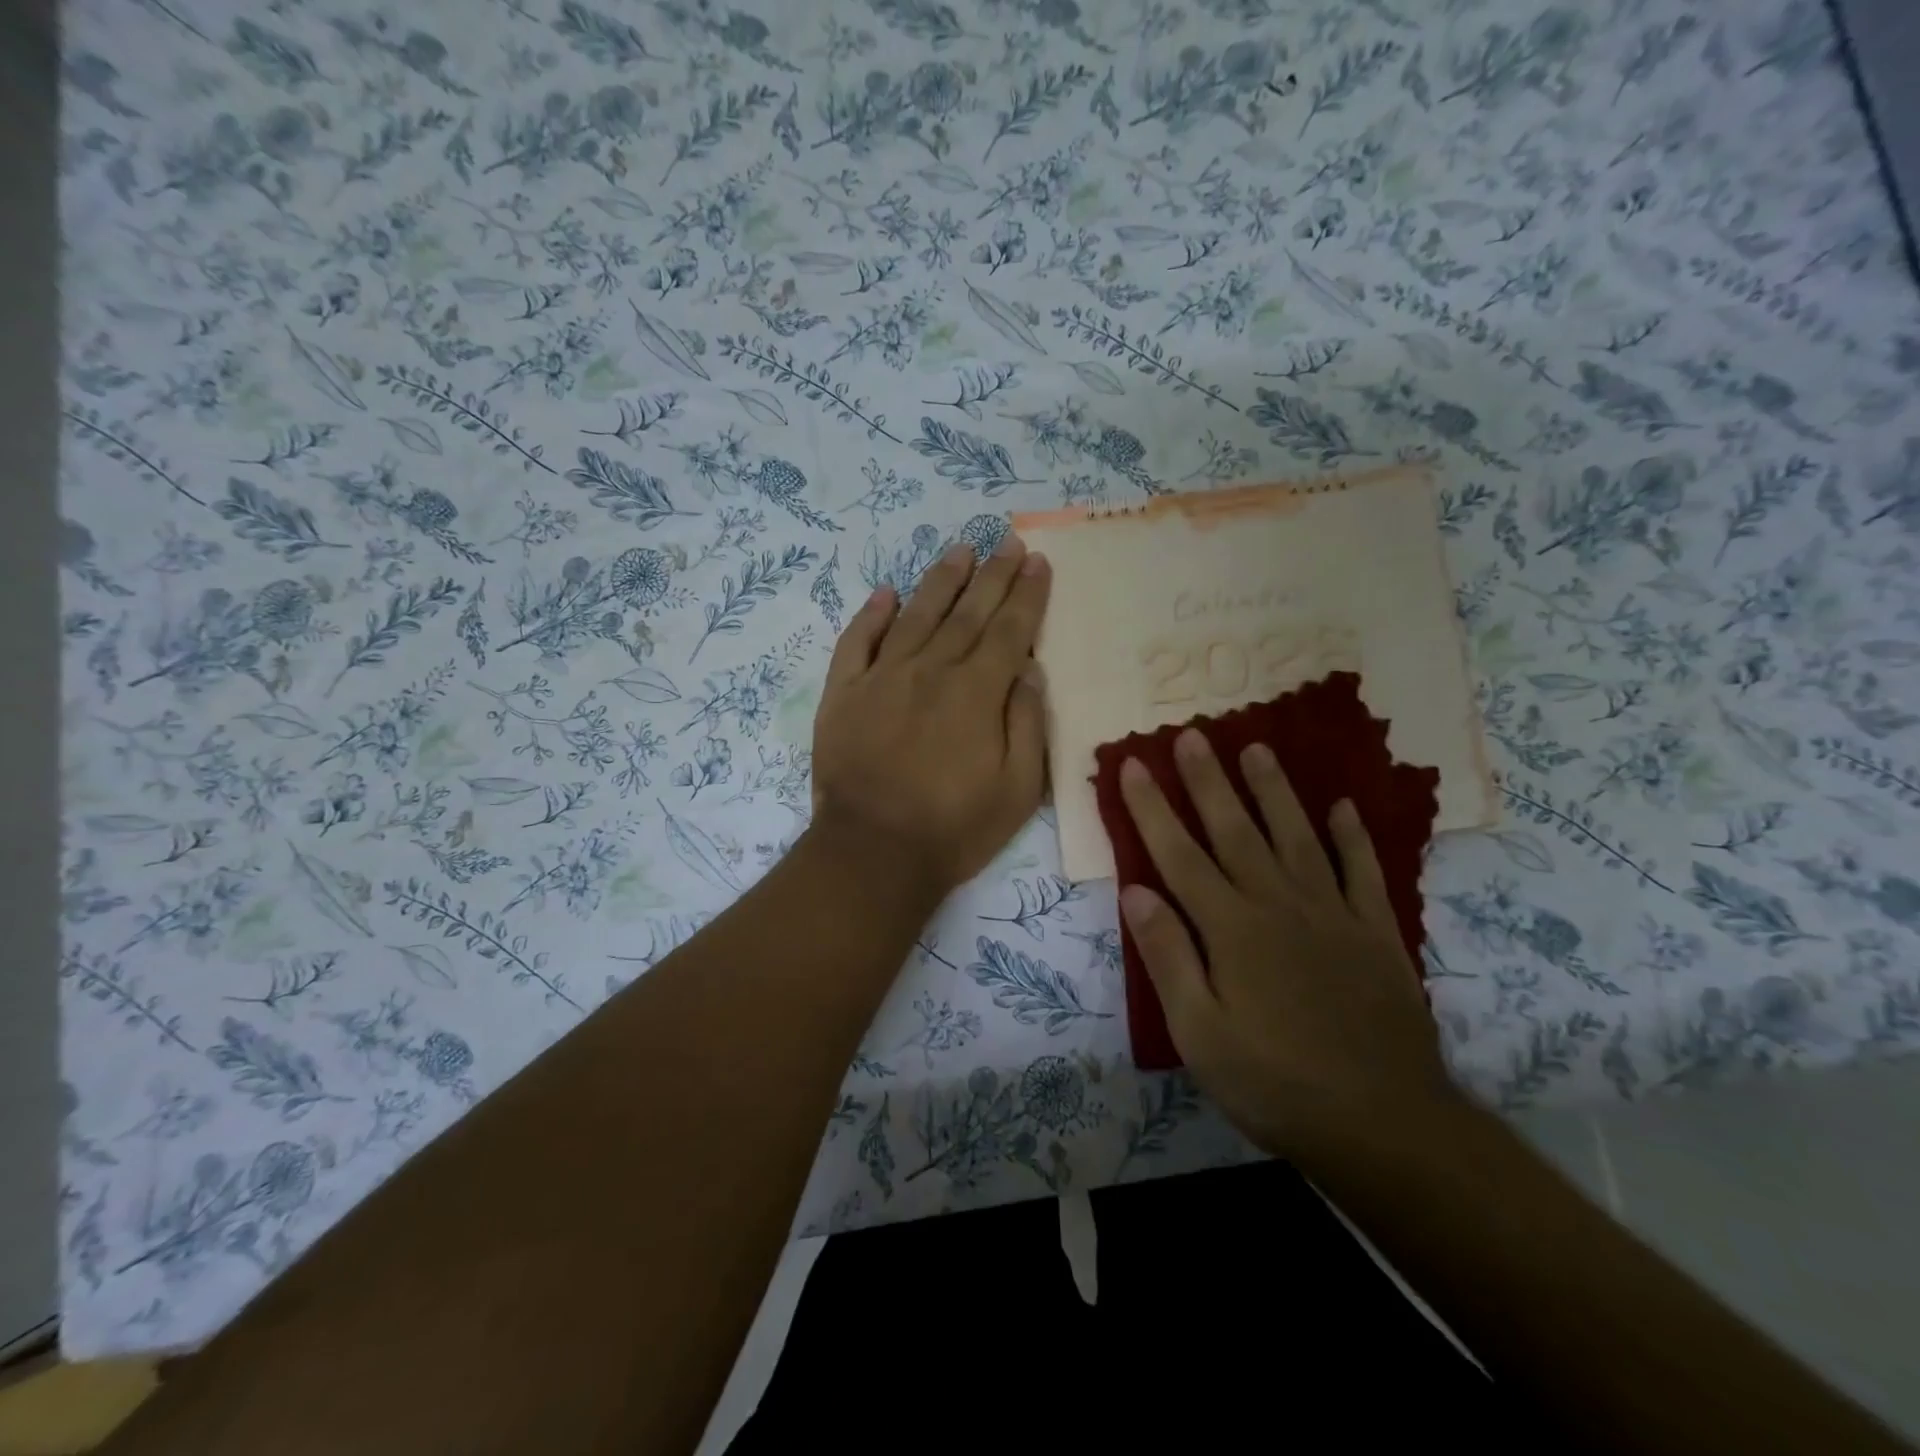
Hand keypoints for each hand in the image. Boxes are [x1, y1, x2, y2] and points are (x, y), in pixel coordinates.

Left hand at [810, 535, 1050, 901]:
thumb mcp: (1018, 789)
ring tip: (960, 550)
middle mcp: (931, 671)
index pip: (1009, 630)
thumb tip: (1028, 670)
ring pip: (916, 615)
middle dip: (992, 575)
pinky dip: (871, 615)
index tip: (1038, 562)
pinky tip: (885, 593)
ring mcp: (882, 678)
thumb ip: (1027, 723)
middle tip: (1008, 541)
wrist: (873, 853)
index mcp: (976, 692)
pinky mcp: (843, 693)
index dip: (1027, 595)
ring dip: (941, 580)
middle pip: (967, 612)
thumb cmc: (954, 828)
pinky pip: (857, 643)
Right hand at [1117, 729, 1458, 1160]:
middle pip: (1236, 830)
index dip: (1152, 808)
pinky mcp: (1376, 932)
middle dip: (1209, 781)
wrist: (1384, 1124)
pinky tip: (1343, 807)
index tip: (1133, 764)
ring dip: (1274, 790)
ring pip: (1297, 836)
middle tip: (1192, 734)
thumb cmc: (1275, 1082)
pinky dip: (1353, 837)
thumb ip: (1169, 957)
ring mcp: (1332, 914)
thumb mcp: (1200, 1033)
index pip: (1179, 855)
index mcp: (1231, 929)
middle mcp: (1278, 905)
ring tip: (1257, 748)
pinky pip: (1362, 871)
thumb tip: (1136, 892)